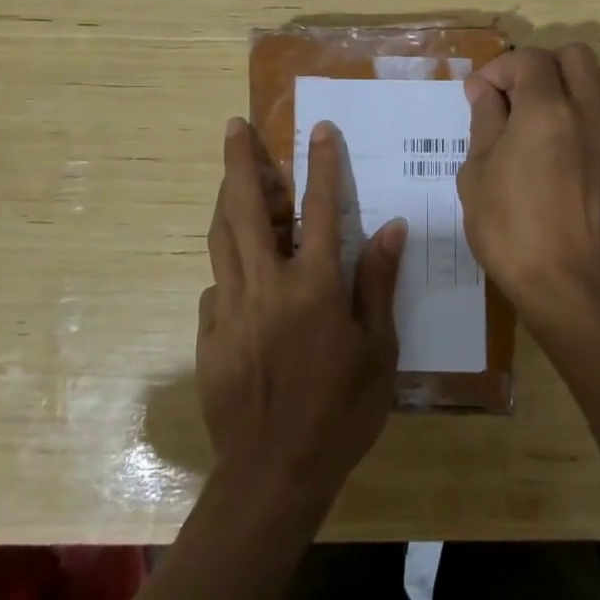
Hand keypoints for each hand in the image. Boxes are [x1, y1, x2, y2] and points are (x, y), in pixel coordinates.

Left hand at [197, 117, 404, 511]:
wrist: (274, 471)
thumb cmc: (340, 411)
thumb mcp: (377, 350)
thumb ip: (377, 284)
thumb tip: (390, 228)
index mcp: (313, 286)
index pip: (319, 210)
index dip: (322, 165)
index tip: (320, 130)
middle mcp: (266, 284)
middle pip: (248, 208)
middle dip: (241, 161)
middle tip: (234, 127)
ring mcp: (230, 307)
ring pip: (222, 238)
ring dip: (227, 199)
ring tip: (232, 175)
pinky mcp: (209, 332)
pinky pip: (216, 284)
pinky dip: (228, 266)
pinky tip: (238, 270)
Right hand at [456, 44, 599, 329]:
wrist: (568, 285)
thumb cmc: (510, 230)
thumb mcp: (477, 174)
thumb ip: (484, 121)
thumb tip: (483, 89)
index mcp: (546, 111)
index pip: (528, 60)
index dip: (499, 69)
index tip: (480, 95)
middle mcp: (589, 113)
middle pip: (576, 56)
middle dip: (542, 65)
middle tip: (517, 97)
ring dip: (575, 83)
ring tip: (549, 114)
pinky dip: (591, 118)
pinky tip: (570, 150)